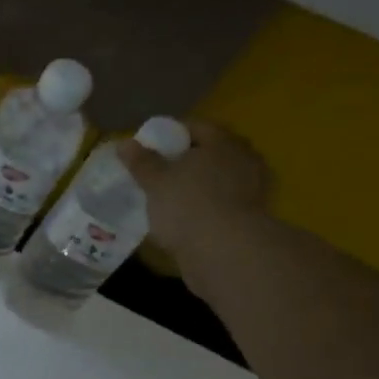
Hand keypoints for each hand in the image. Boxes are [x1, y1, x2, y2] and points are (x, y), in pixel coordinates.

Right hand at [115, 119, 270, 265]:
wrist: (226, 252)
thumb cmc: (188, 205)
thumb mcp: (155, 181)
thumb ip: (141, 161)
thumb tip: (125, 143)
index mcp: (223, 143)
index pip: (197, 127)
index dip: (171, 133)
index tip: (150, 145)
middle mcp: (244, 160)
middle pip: (211, 152)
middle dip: (188, 158)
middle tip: (160, 169)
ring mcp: (253, 189)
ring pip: (219, 178)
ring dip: (199, 183)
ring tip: (172, 195)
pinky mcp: (253, 217)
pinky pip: (224, 202)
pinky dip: (207, 205)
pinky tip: (188, 216)